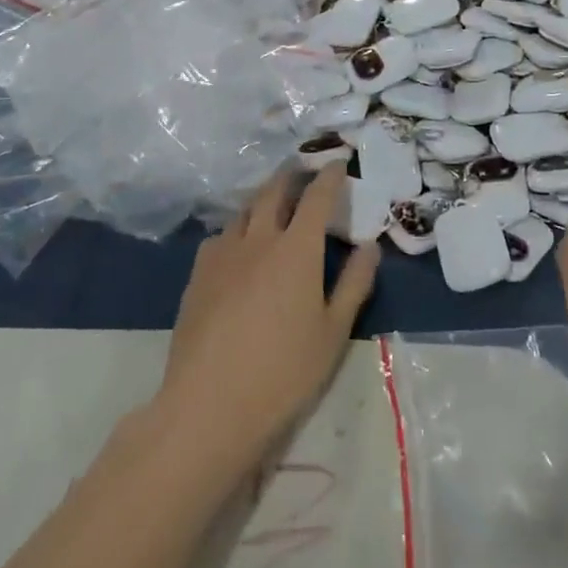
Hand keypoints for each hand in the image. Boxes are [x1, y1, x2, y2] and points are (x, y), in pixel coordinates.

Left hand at [156, 168, 378, 475]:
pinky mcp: (197, 275)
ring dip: (262, 199)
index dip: (329, 176)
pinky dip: (237, 229)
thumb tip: (369, 246)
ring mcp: (222, 255)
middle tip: (302, 171)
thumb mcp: (333, 332)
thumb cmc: (284, 372)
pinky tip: (238, 246)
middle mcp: (258, 239)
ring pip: (244, 211)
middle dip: (291, 175)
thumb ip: (354, 283)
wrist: (209, 406)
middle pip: (274, 191)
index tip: (337, 161)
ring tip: (272, 204)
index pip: (317, 197)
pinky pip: (220, 236)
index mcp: (297, 249)